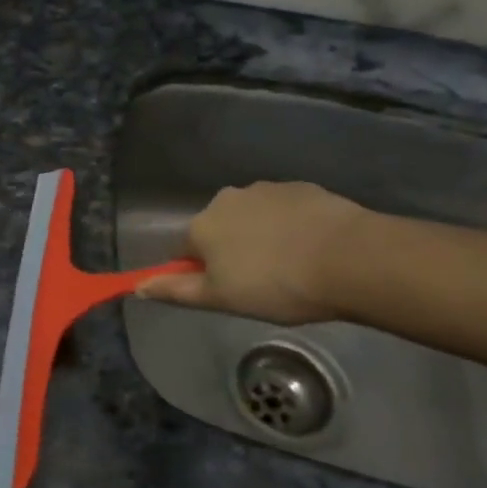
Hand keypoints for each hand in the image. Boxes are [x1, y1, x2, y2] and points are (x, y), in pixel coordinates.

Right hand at [137, 181, 366, 324]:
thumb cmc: (276, 285)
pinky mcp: (302, 187)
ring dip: (262, 236)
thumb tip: (137, 287)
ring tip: (291, 266)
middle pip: (219, 229)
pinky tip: (312, 248)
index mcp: (201, 226)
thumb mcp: (221, 299)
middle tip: (261, 282)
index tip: (229, 292)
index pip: (186, 250)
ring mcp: (265, 189)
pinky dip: (291, 226)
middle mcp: (226, 199)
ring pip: (253, 218)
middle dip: (233, 250)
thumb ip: (176, 291)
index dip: (203, 273)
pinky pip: (285, 210)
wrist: (349, 258)